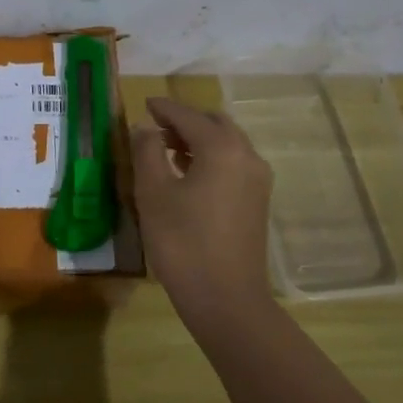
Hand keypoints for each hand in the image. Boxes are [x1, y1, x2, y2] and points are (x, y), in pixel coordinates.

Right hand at [131, 96, 274, 321]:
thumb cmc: (182, 242)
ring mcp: (257, 180)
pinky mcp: (257, 201)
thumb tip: (145, 128)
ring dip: (198, 139)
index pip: (188, 116)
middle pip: (215, 124)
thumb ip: (147, 152)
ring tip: (166, 149)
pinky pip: (233, 164)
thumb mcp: (153, 193)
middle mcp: (246, 156)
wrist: (226, 299)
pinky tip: (187, 174)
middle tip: (155, 126)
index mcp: (221, 148)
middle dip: (185, 120)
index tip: (145, 103)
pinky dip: (210, 158)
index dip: (164, 108)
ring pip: (227, 144)